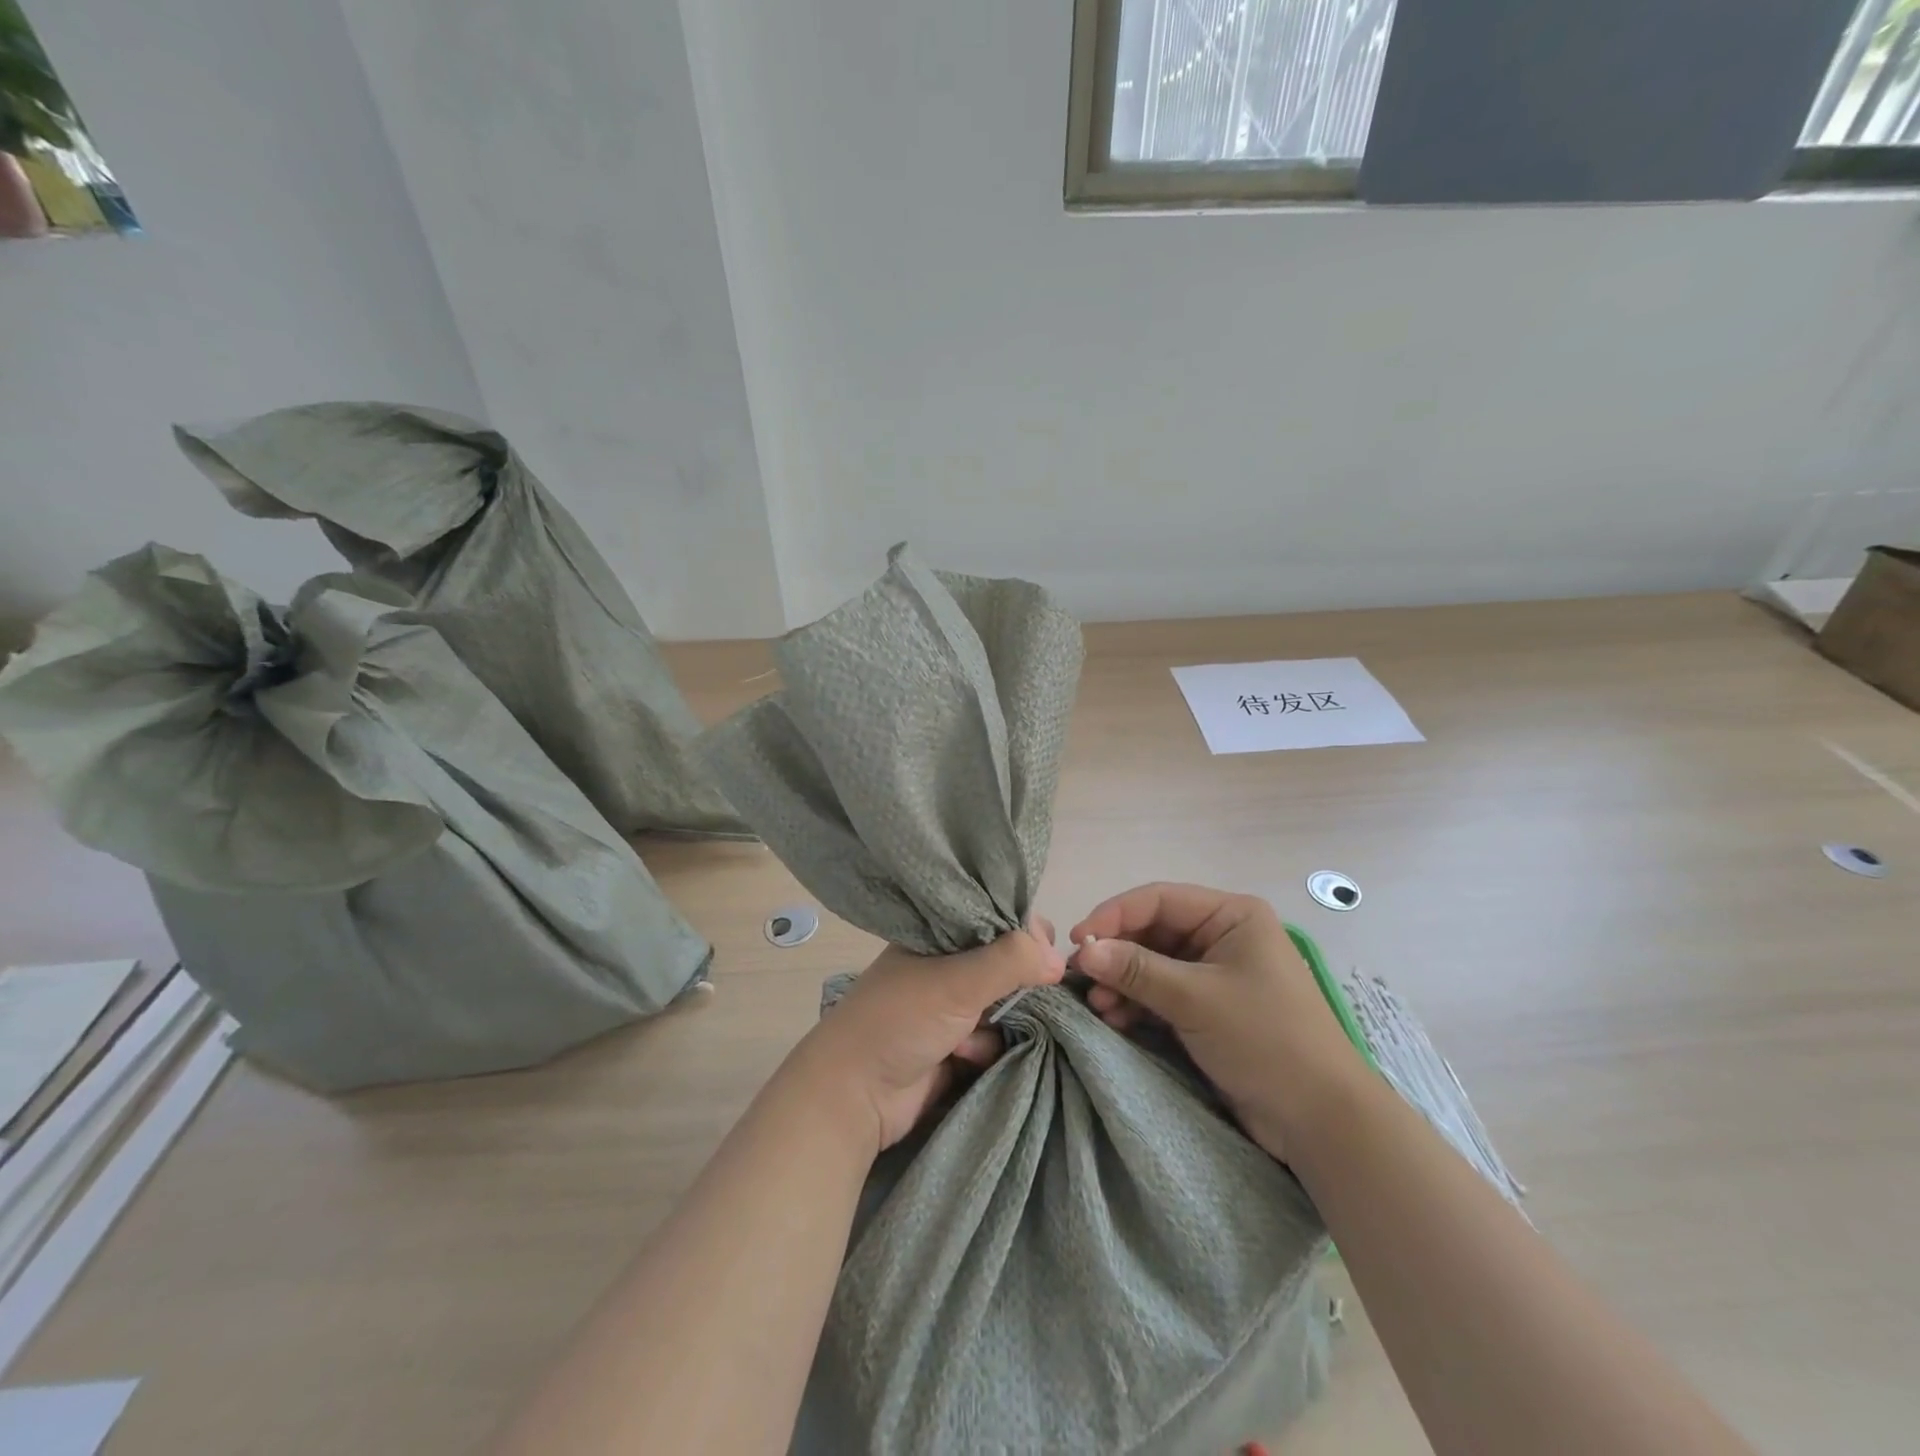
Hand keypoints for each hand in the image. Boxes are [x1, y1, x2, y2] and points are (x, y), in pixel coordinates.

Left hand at [790, 920, 1065, 1154]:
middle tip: (1022, 996)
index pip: (996, 917)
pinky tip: (966, 1059)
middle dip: (1020, 983)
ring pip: (1005, 1003)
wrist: (856, 1094)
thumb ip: (1010, 961)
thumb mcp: (957, 980)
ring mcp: (951, 1006)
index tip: (1046, 952)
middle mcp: (947, 964)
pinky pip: (995, 1037)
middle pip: (1006, 963)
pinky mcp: (957, 1045)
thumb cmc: (901, 1019)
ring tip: (973, 1037)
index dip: (1025, 931)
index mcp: (940, 934)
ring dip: (1002, 1021)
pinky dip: (988, 1048)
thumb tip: (1058, 958)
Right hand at [1070, 884, 1368, 1161]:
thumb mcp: (1196, 999)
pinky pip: (1161, 993)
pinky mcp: (1208, 1009)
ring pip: (1152, 965)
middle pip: (1152, 932)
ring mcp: (1215, 974)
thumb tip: (1083, 949)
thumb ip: (1136, 970)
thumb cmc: (1265, 1039)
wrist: (1321, 1121)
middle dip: (1116, 954)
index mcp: (1231, 915)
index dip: (1114, 915)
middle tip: (1079, 977)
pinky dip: (1136, 1004)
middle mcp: (1221, 936)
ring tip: (1096, 1006)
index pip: (1159, 900)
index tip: (1077, 940)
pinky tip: (1113, 1019)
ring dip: (1122, 982)